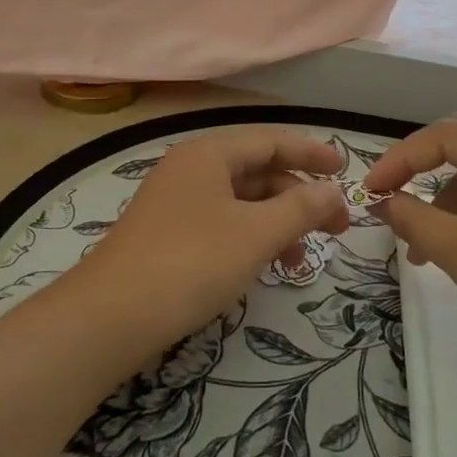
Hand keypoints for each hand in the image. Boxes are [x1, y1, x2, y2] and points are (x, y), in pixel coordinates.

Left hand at [75, 126, 349, 349]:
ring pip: (241, 201)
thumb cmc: (191, 262)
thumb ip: (301, 208)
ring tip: (301, 260)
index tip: (345, 170)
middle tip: (336, 227)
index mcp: (209, 154)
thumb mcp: (256, 233)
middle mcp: (191, 169)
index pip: (271, 140)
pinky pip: (222, 224)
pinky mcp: (168, 235)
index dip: (311, 152)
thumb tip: (333, 191)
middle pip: (257, 171)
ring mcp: (176, 203)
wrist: (111, 317)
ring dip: (277, 223)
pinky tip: (265, 266)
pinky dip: (250, 238)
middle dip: (299, 196)